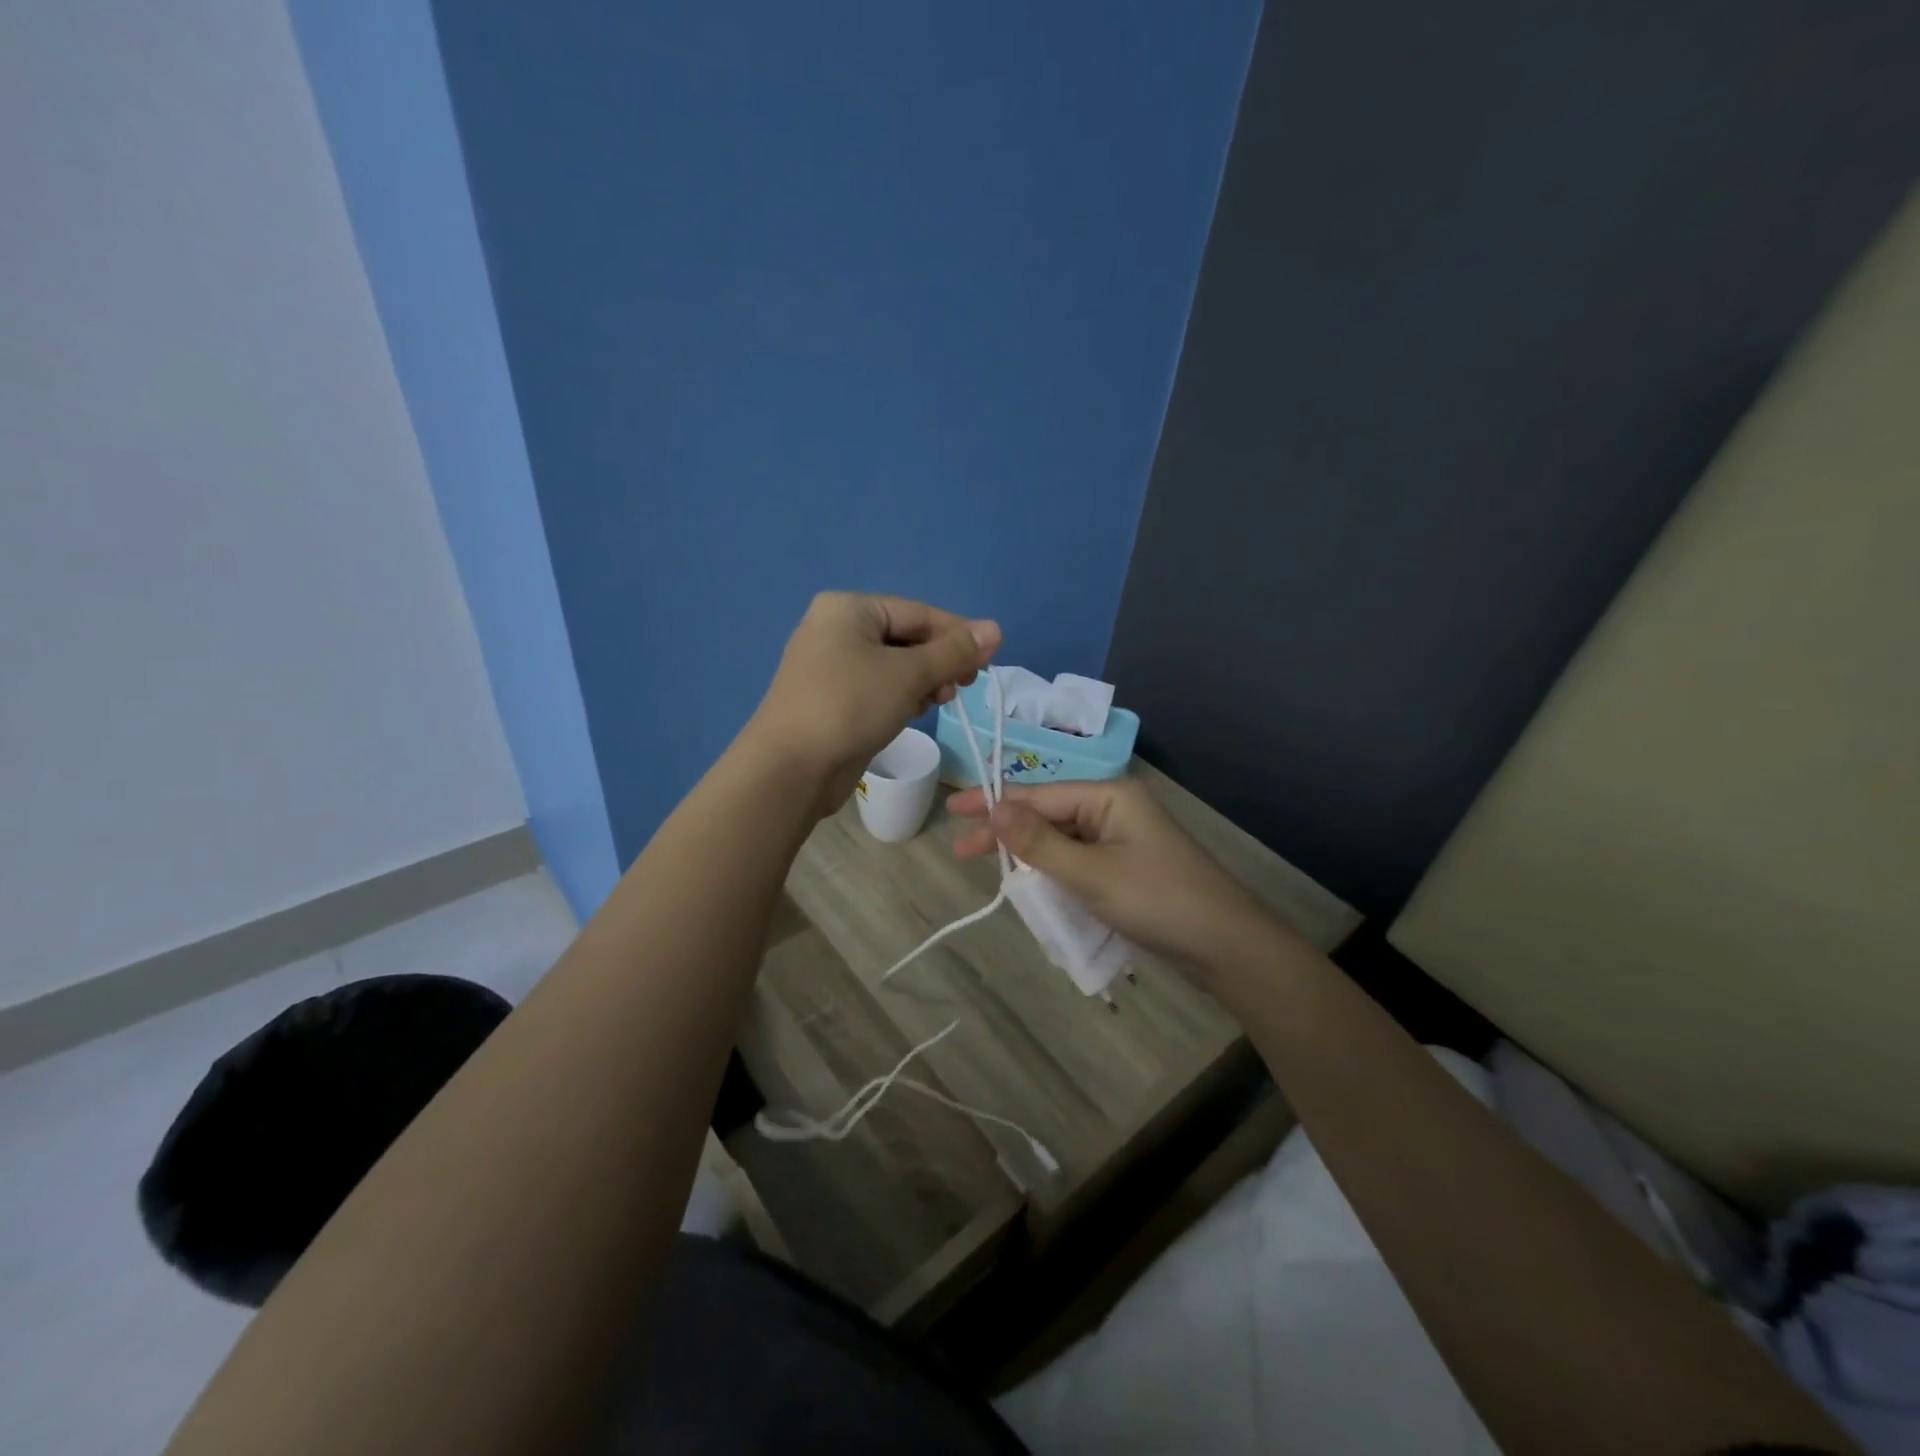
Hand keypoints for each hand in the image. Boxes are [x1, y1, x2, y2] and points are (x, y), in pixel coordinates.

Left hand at [745, 593, 1000, 817]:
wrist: (791, 769)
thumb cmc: (850, 707)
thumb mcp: (908, 675)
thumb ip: (954, 651)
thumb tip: (995, 629)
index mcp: (849, 609)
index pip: (918, 613)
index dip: (958, 634)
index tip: (990, 660)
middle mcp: (836, 629)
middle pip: (907, 637)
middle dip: (939, 661)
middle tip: (964, 686)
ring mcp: (831, 666)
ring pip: (894, 665)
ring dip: (924, 680)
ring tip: (941, 700)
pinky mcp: (833, 698)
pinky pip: (878, 687)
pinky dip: (902, 696)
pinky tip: (916, 711)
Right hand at [949, 776, 1279, 981]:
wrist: (1228, 947)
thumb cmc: (1159, 901)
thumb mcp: (1091, 874)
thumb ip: (1039, 843)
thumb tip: (994, 807)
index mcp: (1109, 796)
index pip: (1039, 795)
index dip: (993, 803)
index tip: (952, 809)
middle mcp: (1114, 809)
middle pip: (1048, 815)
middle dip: (1007, 832)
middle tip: (961, 849)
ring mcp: (1123, 839)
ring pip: (1062, 840)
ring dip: (1029, 855)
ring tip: (990, 870)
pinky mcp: (1127, 868)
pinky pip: (1078, 861)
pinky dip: (1053, 872)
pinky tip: (1031, 885)